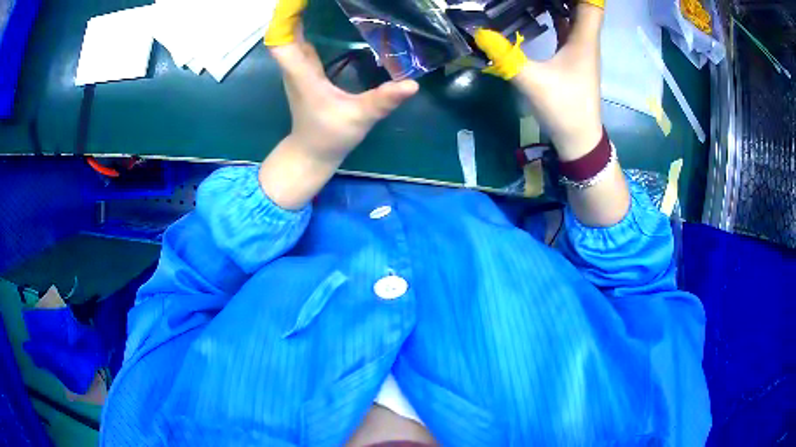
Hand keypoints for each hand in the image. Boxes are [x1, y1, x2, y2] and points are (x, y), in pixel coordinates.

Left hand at [259, 0, 417, 209]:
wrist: (312, 153)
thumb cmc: (330, 136)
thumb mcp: (360, 118)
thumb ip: (383, 100)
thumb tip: (412, 84)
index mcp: (302, 75)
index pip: (281, 42)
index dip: (284, 19)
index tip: (297, 1)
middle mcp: (296, 68)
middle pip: (284, 34)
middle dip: (293, 12)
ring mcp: (299, 70)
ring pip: (290, 38)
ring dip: (297, 18)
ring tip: (314, 3)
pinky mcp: (305, 73)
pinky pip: (299, 45)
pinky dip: (303, 29)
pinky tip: (318, 19)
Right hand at [475, 3, 603, 160]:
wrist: (579, 139)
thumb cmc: (564, 109)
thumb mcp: (532, 81)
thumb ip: (506, 56)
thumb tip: (479, 33)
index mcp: (583, 40)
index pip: (590, 4)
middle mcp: (585, 40)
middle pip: (582, 6)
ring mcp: (580, 49)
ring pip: (575, 16)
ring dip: (561, 2)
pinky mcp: (573, 58)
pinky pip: (567, 27)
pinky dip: (556, 15)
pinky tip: (538, 10)